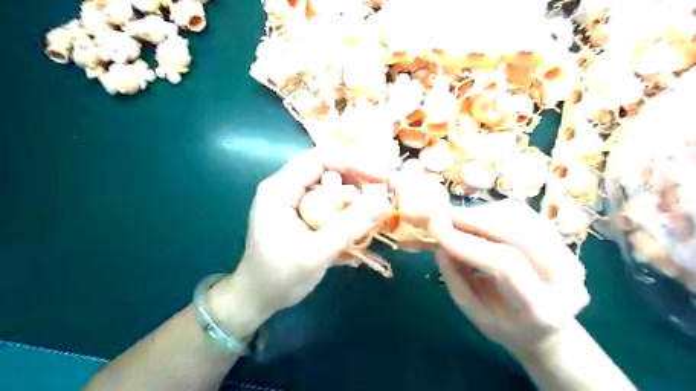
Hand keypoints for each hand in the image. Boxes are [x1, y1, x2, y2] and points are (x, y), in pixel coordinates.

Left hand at [209, 146, 389, 338]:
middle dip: (356, 181)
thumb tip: (383, 202)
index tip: (382, 178)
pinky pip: (329, 200)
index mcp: (280, 189)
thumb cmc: (279, 278)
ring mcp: (293, 198)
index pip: (320, 158)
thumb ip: (348, 228)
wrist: (258, 298)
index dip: (354, 162)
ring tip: (368, 217)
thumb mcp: (315, 254)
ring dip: (353, 197)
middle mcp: (286, 186)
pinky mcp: (301, 210)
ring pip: (331, 184)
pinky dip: (346, 209)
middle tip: (378, 200)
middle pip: (328, 168)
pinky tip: (357, 225)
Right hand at [434, 201, 588, 355]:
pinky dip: (493, 211)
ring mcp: (569, 254)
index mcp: (543, 308)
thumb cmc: (506, 326)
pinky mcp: (560, 239)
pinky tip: (476, 219)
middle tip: (444, 216)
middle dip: (476, 220)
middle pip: (519, 234)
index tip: (438, 232)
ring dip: (483, 214)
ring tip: (457, 220)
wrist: (546, 328)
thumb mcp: (476, 314)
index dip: (468, 245)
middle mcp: (566, 278)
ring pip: (521, 218)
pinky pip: (523, 214)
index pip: (506, 266)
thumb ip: (457, 281)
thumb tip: (439, 246)